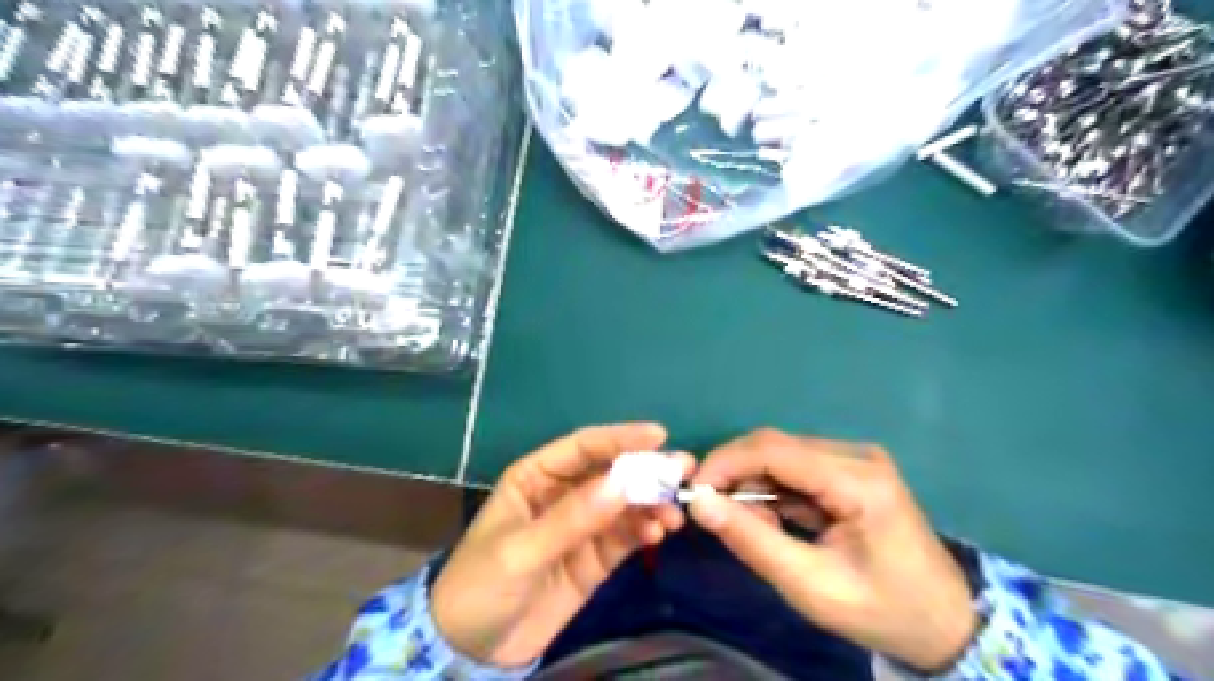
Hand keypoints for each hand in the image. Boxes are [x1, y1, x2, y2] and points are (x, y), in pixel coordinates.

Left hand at [430, 424, 686, 667]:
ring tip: (674, 512)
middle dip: (646, 470)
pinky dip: (645, 530)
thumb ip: (572, 519)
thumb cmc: (481, 585)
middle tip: (682, 471)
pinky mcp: (596, 557)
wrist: (473, 650)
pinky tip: (658, 533)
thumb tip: (622, 484)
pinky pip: (626, 535)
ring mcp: (583, 525)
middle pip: (610, 472)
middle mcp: (563, 493)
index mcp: (536, 477)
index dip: (619, 438)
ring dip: (651, 503)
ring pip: (624, 503)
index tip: (658, 436)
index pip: (582, 447)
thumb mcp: (521, 551)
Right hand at [682, 432, 972, 669]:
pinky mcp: (849, 468)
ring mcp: (855, 459)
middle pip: (775, 446)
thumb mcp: (811, 586)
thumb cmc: (882, 610)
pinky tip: (773, 520)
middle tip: (712, 512)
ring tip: (750, 526)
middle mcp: (857, 456)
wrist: (944, 621)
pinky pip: (795, 467)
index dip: (725, 463)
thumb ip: (753, 541)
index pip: (774, 450)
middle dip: (734, 473)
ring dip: (752, 484)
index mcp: (858, 481)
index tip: (693, 492)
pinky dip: (771, 490)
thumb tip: (700, 503)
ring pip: (780, 454)